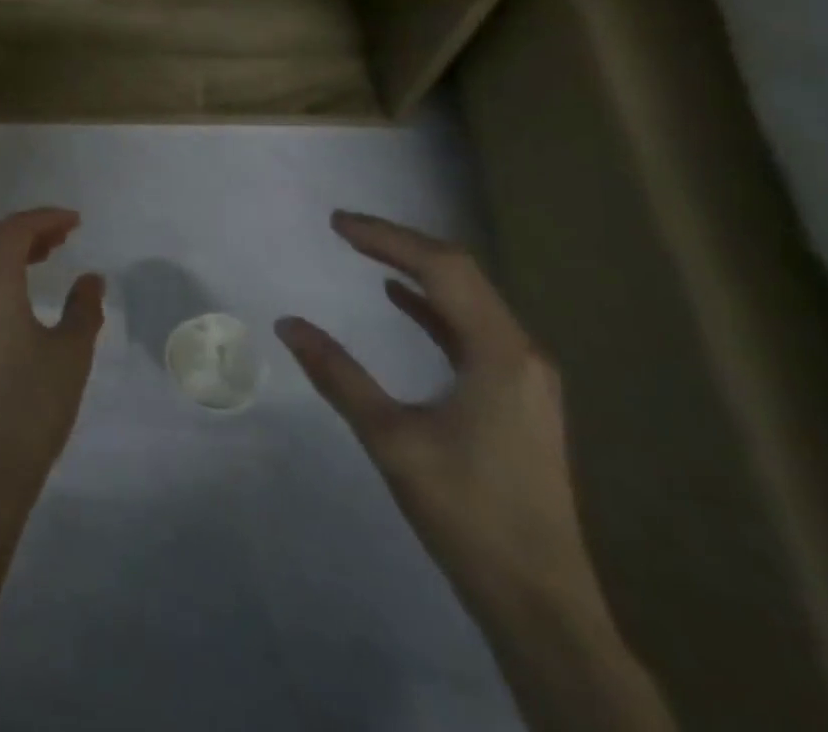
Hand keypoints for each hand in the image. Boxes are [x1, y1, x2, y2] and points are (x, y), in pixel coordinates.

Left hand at [0, 208, 104, 503]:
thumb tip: (90, 278)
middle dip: (29, 229)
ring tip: (50, 255)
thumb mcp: (70, 354)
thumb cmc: (32, 406)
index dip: (44, 218)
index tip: (76, 221)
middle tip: (65, 234)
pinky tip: (26, 293)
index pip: (13, 231)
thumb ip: (83, 309)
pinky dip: (4, 274)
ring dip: (15, 251)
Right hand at [277, 212, 603, 622]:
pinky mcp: (516, 397)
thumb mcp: (391, 438)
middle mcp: (521, 353)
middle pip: (460, 273)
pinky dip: (431, 305)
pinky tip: (400, 297)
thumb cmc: (467, 512)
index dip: (387, 238)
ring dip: (416, 269)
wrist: (540, 602)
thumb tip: (287, 324)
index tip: (336, 224)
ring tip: (366, 250)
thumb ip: (338, 375)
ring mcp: (524, 376)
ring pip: (467, 299)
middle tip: (346, 229)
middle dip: (401, 244)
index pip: (442, 268)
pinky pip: (470, 329)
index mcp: (500, 354)